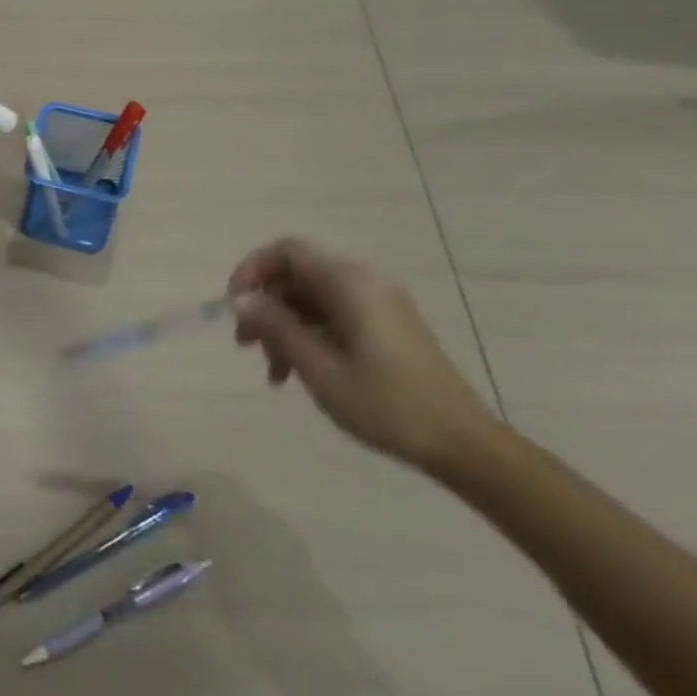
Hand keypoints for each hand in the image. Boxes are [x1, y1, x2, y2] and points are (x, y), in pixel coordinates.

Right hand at [227, 237, 493, 471]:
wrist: (463, 444)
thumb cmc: (386, 405)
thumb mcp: (319, 368)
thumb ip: (277, 327)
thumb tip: (241, 300)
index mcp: (349, 284)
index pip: (286, 251)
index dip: (252, 271)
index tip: (234, 308)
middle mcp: (364, 283)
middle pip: (297, 276)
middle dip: (265, 307)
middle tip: (246, 346)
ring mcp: (378, 305)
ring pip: (311, 300)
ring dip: (284, 328)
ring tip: (274, 373)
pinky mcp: (386, 327)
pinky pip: (333, 316)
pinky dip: (308, 336)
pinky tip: (298, 373)